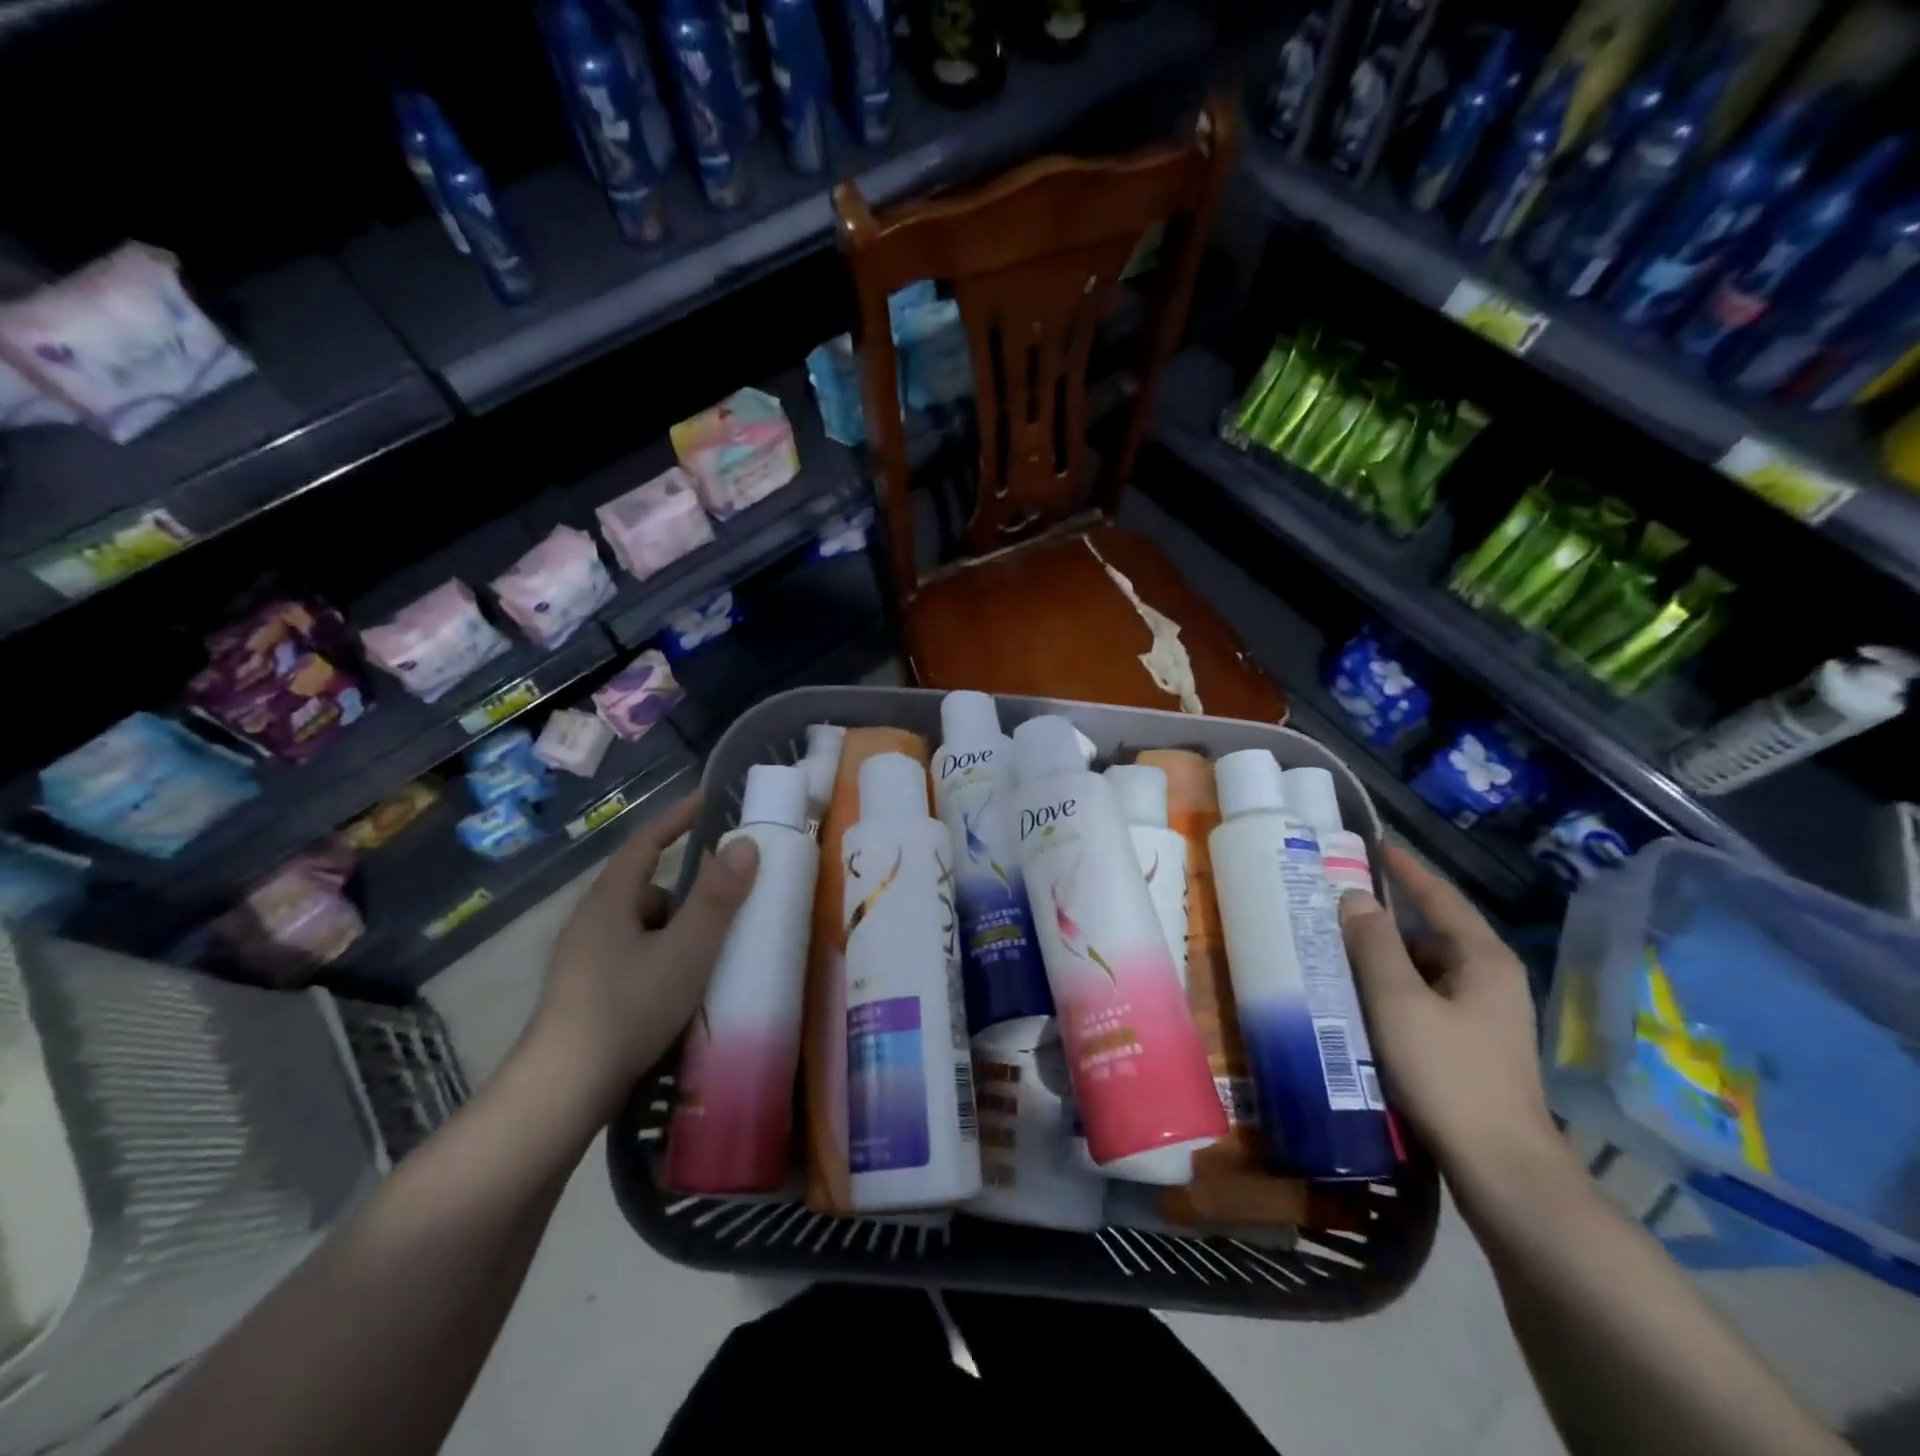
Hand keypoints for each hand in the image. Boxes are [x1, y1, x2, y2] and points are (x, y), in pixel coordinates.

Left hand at [524, 793, 758, 1124]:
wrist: (563, 1091)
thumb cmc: (628, 1008)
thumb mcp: (687, 950)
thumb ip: (718, 898)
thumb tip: (744, 844)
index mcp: (610, 900)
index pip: (646, 842)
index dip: (678, 817)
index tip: (710, 800)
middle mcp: (592, 921)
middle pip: (648, 887)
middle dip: (690, 888)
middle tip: (733, 893)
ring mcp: (585, 958)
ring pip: (644, 926)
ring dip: (679, 928)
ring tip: (717, 949)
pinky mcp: (587, 991)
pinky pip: (637, 954)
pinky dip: (666, 956)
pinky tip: (686, 985)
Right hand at [1339, 844, 1563, 1201]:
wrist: (1501, 1169)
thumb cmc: (1448, 1075)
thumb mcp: (1398, 1003)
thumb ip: (1374, 946)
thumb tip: (1354, 897)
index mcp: (1483, 960)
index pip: (1440, 897)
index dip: (1407, 869)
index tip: (1374, 845)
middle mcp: (1491, 980)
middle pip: (1431, 933)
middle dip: (1384, 920)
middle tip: (1333, 908)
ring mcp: (1485, 1016)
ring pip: (1426, 970)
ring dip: (1385, 959)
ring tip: (1336, 953)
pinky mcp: (1472, 1046)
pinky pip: (1426, 999)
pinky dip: (1393, 990)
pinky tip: (1360, 1001)